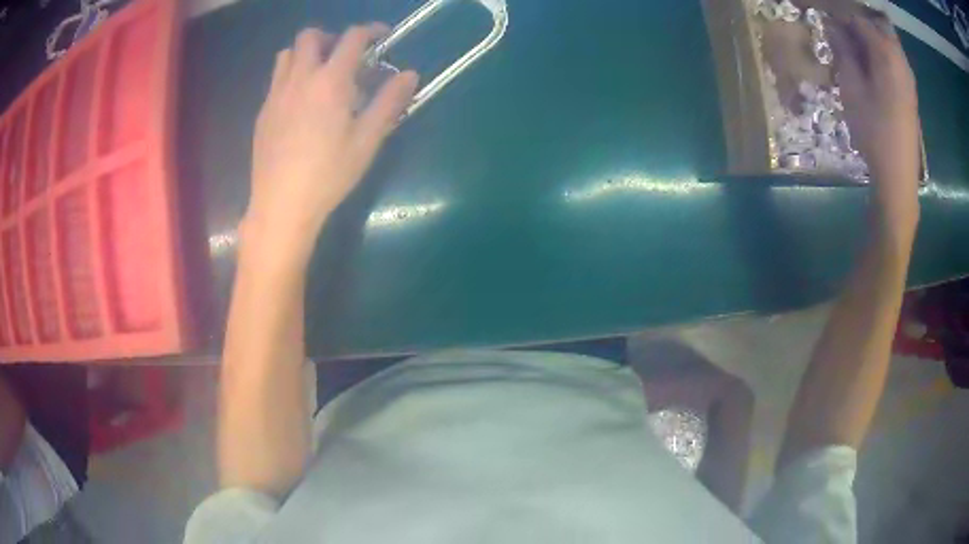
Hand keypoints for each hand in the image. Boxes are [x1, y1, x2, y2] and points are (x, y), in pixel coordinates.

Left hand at [244, 26, 418, 262]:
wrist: (282, 204)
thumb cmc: (329, 174)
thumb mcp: (368, 140)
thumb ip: (389, 102)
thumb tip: (410, 74)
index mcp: (330, 81)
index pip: (351, 38)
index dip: (370, 31)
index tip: (382, 37)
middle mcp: (300, 79)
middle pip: (310, 36)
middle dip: (331, 37)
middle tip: (346, 57)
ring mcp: (276, 95)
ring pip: (287, 54)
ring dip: (306, 54)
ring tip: (320, 75)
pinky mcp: (263, 112)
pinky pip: (276, 79)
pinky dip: (292, 76)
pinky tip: (301, 104)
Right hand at [829, 13, 920, 227]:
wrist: (898, 177)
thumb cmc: (874, 132)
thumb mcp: (852, 88)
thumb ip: (843, 51)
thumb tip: (832, 26)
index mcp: (886, 54)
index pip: (858, 19)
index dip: (839, 15)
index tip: (823, 18)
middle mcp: (899, 59)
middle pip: (875, 24)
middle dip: (856, 22)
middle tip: (838, 31)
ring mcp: (907, 75)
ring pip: (885, 39)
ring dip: (868, 36)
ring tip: (851, 46)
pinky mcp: (909, 89)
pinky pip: (893, 56)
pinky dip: (879, 51)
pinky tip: (869, 63)